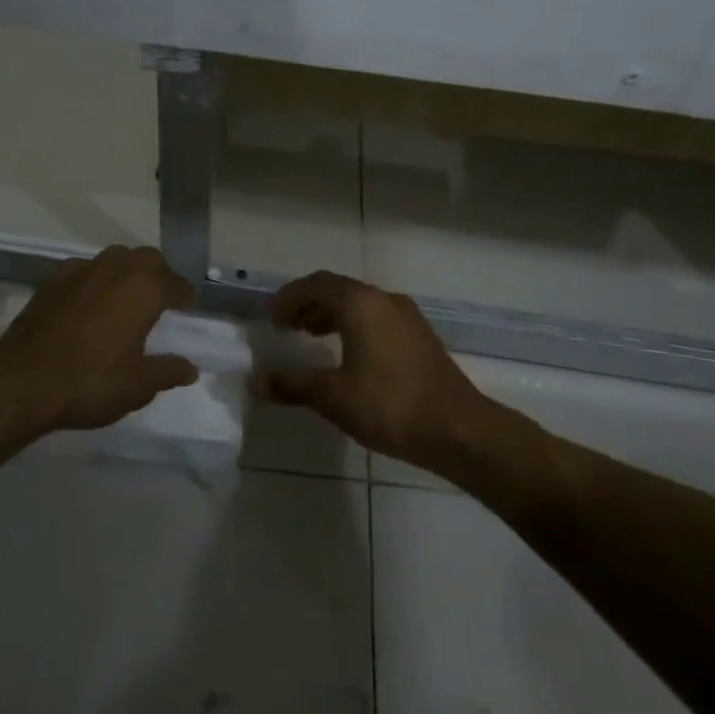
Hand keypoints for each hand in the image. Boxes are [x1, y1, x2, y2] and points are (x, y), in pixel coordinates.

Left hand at [0, 246, 198, 433]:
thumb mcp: (138, 386)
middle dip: (159, 274)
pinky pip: (85, 269)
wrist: (22, 381)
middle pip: (147, 258)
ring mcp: (81, 270)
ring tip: (127, 297)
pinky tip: (90, 301)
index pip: (176, 283)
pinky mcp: (52, 280)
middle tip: (160, 300)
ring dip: (127, 271)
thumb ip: (168, 372)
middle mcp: (116, 270)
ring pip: (115, 257)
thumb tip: (190, 367)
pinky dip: (96, 278)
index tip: (187, 308)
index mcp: (144, 290)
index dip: (185, 296)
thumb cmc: (90, 382)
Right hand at [266, 271, 498, 474]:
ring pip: (360, 304)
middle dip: (309, 304)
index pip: (317, 284)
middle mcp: (385, 301)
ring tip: (311, 337)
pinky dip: (354, 326)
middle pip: (339, 290)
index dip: (290, 297)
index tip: (272, 318)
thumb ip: (293, 384)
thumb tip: (257, 380)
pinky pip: (377, 318)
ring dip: (332, 315)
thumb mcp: (333, 397)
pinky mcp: (419, 337)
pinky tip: (347, 355)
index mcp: (361, 304)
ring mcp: (407, 317)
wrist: (457, 430)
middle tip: (287, 327)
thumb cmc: (389, 406)